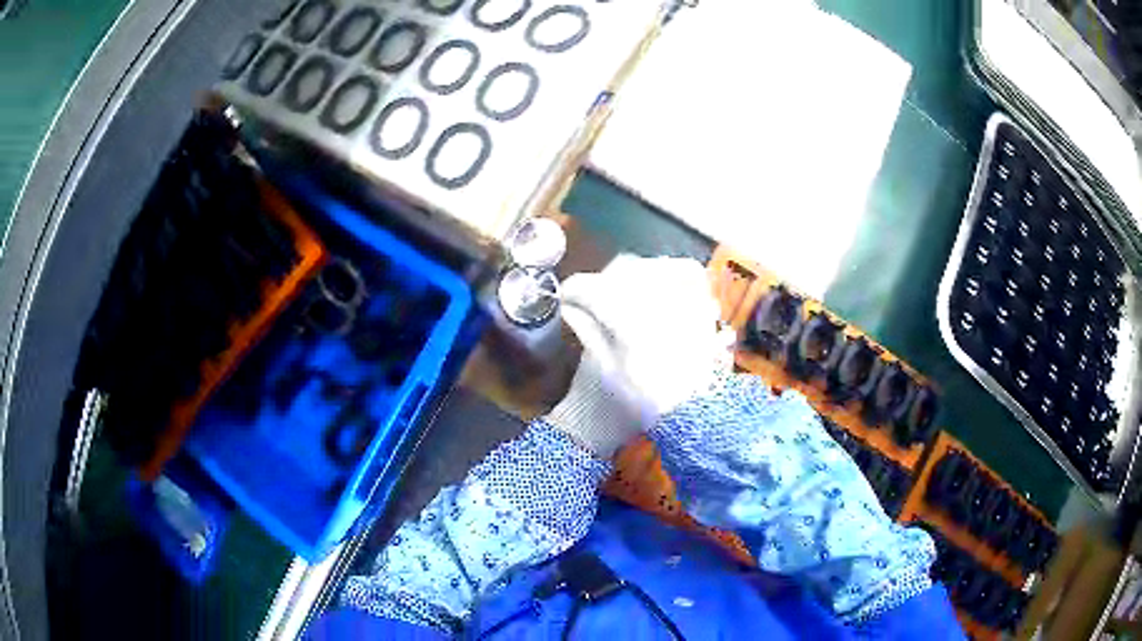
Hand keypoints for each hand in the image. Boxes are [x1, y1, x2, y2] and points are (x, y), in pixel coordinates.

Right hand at [545, 255, 732, 456]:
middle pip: (619, 271)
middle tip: (591, 298)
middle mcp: (654, 298)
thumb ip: (588, 332)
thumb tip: (569, 308)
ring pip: (650, 266)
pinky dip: (671, 269)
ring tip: (623, 292)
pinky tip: (661, 281)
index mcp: (627, 318)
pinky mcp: (702, 301)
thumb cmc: (647, 397)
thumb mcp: (609, 370)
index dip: (572, 290)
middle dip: (600, 282)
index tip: (564, 298)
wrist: (694, 409)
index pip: (591, 288)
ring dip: (630, 274)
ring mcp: (682, 296)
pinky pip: (686, 270)